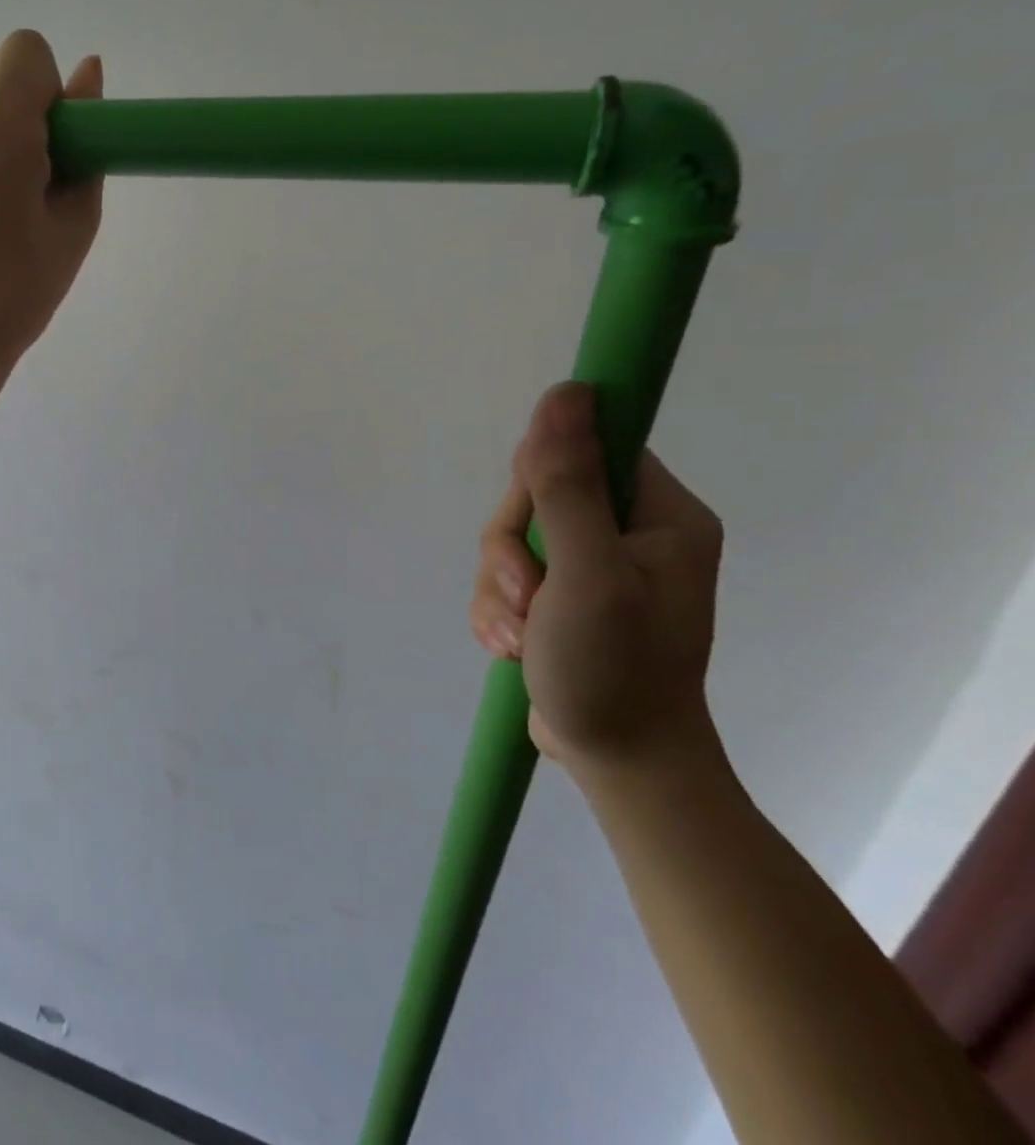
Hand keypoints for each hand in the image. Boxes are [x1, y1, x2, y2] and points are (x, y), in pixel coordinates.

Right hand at [469, 383, 724, 773]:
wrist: (620, 765)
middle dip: (511, 550)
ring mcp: (592, 567)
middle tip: (527, 595)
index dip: (543, 477)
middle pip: (537, 496)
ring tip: (519, 635)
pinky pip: (506, 576)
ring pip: (511, 539)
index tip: (532, 523)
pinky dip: (498, 608)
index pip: (588, 450)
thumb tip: (565, 392)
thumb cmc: (616, 669)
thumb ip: (568, 484)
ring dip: (499, 587)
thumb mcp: (586, 572)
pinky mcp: (560, 597)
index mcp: (660, 517)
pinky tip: (511, 645)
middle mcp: (629, 534)